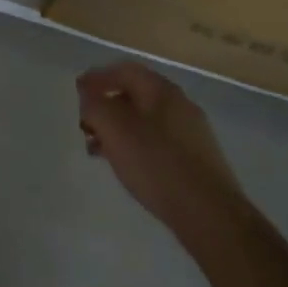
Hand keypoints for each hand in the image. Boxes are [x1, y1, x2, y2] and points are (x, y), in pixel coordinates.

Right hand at [78, 62, 241, 238]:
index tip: (77, 93)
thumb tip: (88, 94)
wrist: (210, 216)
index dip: (97, 78)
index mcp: (161, 90)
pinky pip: (158, 142)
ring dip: (119, 129)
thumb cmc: (157, 164)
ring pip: (145, 121)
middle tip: (86, 126)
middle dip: (106, 107)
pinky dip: (136, 146)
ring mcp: (191, 133)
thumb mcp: (114, 130)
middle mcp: (179, 104)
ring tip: (99, 151)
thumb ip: (95, 106)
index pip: (124, 70)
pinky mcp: (196, 160)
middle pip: (134, 95)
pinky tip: (127, 166)